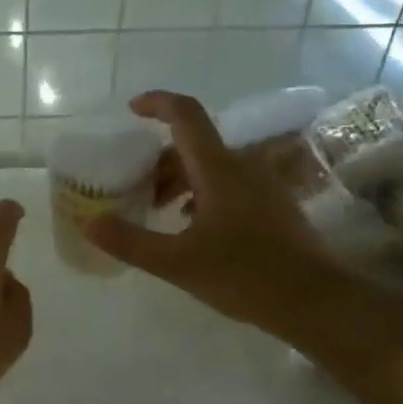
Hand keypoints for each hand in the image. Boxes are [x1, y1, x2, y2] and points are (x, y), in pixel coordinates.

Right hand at [85, 92, 324, 329]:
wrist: (314, 300)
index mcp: (218, 169)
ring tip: (157, 209)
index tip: (131, 110)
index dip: (157, 103)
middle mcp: (242, 166)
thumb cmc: (244, 276)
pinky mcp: (272, 204)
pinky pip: (229, 183)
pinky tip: (190, 224)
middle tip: (133, 187)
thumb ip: (130, 241)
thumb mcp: (177, 263)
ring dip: (179, 178)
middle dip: (158, 160)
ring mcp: (262, 184)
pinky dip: (201, 191)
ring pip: (211, 166)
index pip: (185, 115)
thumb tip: (89, 223)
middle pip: (193, 145)